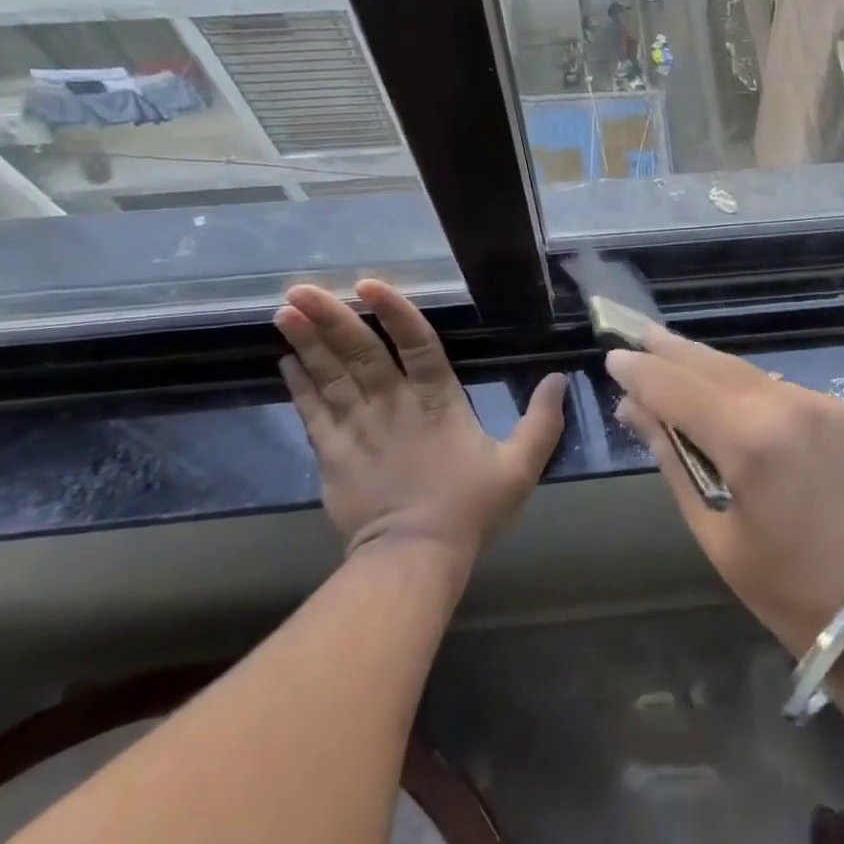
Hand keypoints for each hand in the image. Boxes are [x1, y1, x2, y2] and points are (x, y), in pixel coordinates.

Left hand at [275, 280, 567, 564]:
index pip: (416, 345)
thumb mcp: (520, 466)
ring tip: (284, 310)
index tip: (368, 284)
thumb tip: (559, 378)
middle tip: (301, 288)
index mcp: (438, 402)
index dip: (394, 312)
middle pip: (360, 354)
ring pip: (330, 377)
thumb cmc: (470, 508)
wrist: (414, 559)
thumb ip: (542, 421)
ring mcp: (358, 430)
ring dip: (307, 343)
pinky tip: (286, 360)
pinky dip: (298, 385)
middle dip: (331, 319)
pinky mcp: (333, 456)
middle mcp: (393, 405)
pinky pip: (312, 413)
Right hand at [605, 329, 843, 654]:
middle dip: (671, 349)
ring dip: (705, 364)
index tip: (613, 358)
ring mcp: (820, 402)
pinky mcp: (842, 408)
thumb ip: (674, 458)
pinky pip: (778, 386)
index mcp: (750, 441)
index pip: (678, 389)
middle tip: (636, 333)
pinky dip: (744, 384)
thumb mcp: (711, 528)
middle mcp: (787, 405)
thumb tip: (634, 409)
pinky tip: (722, 386)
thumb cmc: (780, 584)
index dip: (642, 372)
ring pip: (746, 370)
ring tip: (669, 353)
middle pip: (713, 364)